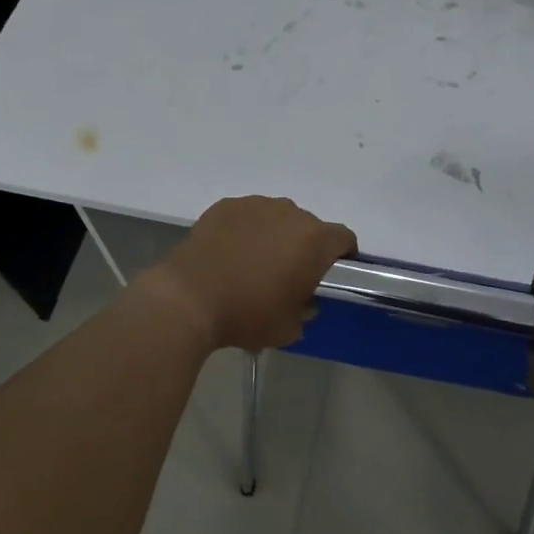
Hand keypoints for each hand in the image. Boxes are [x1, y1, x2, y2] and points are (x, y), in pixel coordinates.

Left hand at [144, 196, 356, 350]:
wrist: (189, 298)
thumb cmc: (247, 314)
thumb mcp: (288, 328)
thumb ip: (305, 311)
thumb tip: (303, 301)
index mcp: (314, 240)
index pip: (344, 238)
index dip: (343, 255)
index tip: (331, 273)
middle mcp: (290, 213)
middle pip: (309, 227)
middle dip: (304, 247)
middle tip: (287, 274)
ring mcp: (256, 205)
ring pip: (277, 218)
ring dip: (274, 235)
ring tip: (254, 262)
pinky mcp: (227, 206)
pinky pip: (247, 216)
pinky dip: (245, 230)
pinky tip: (229, 252)